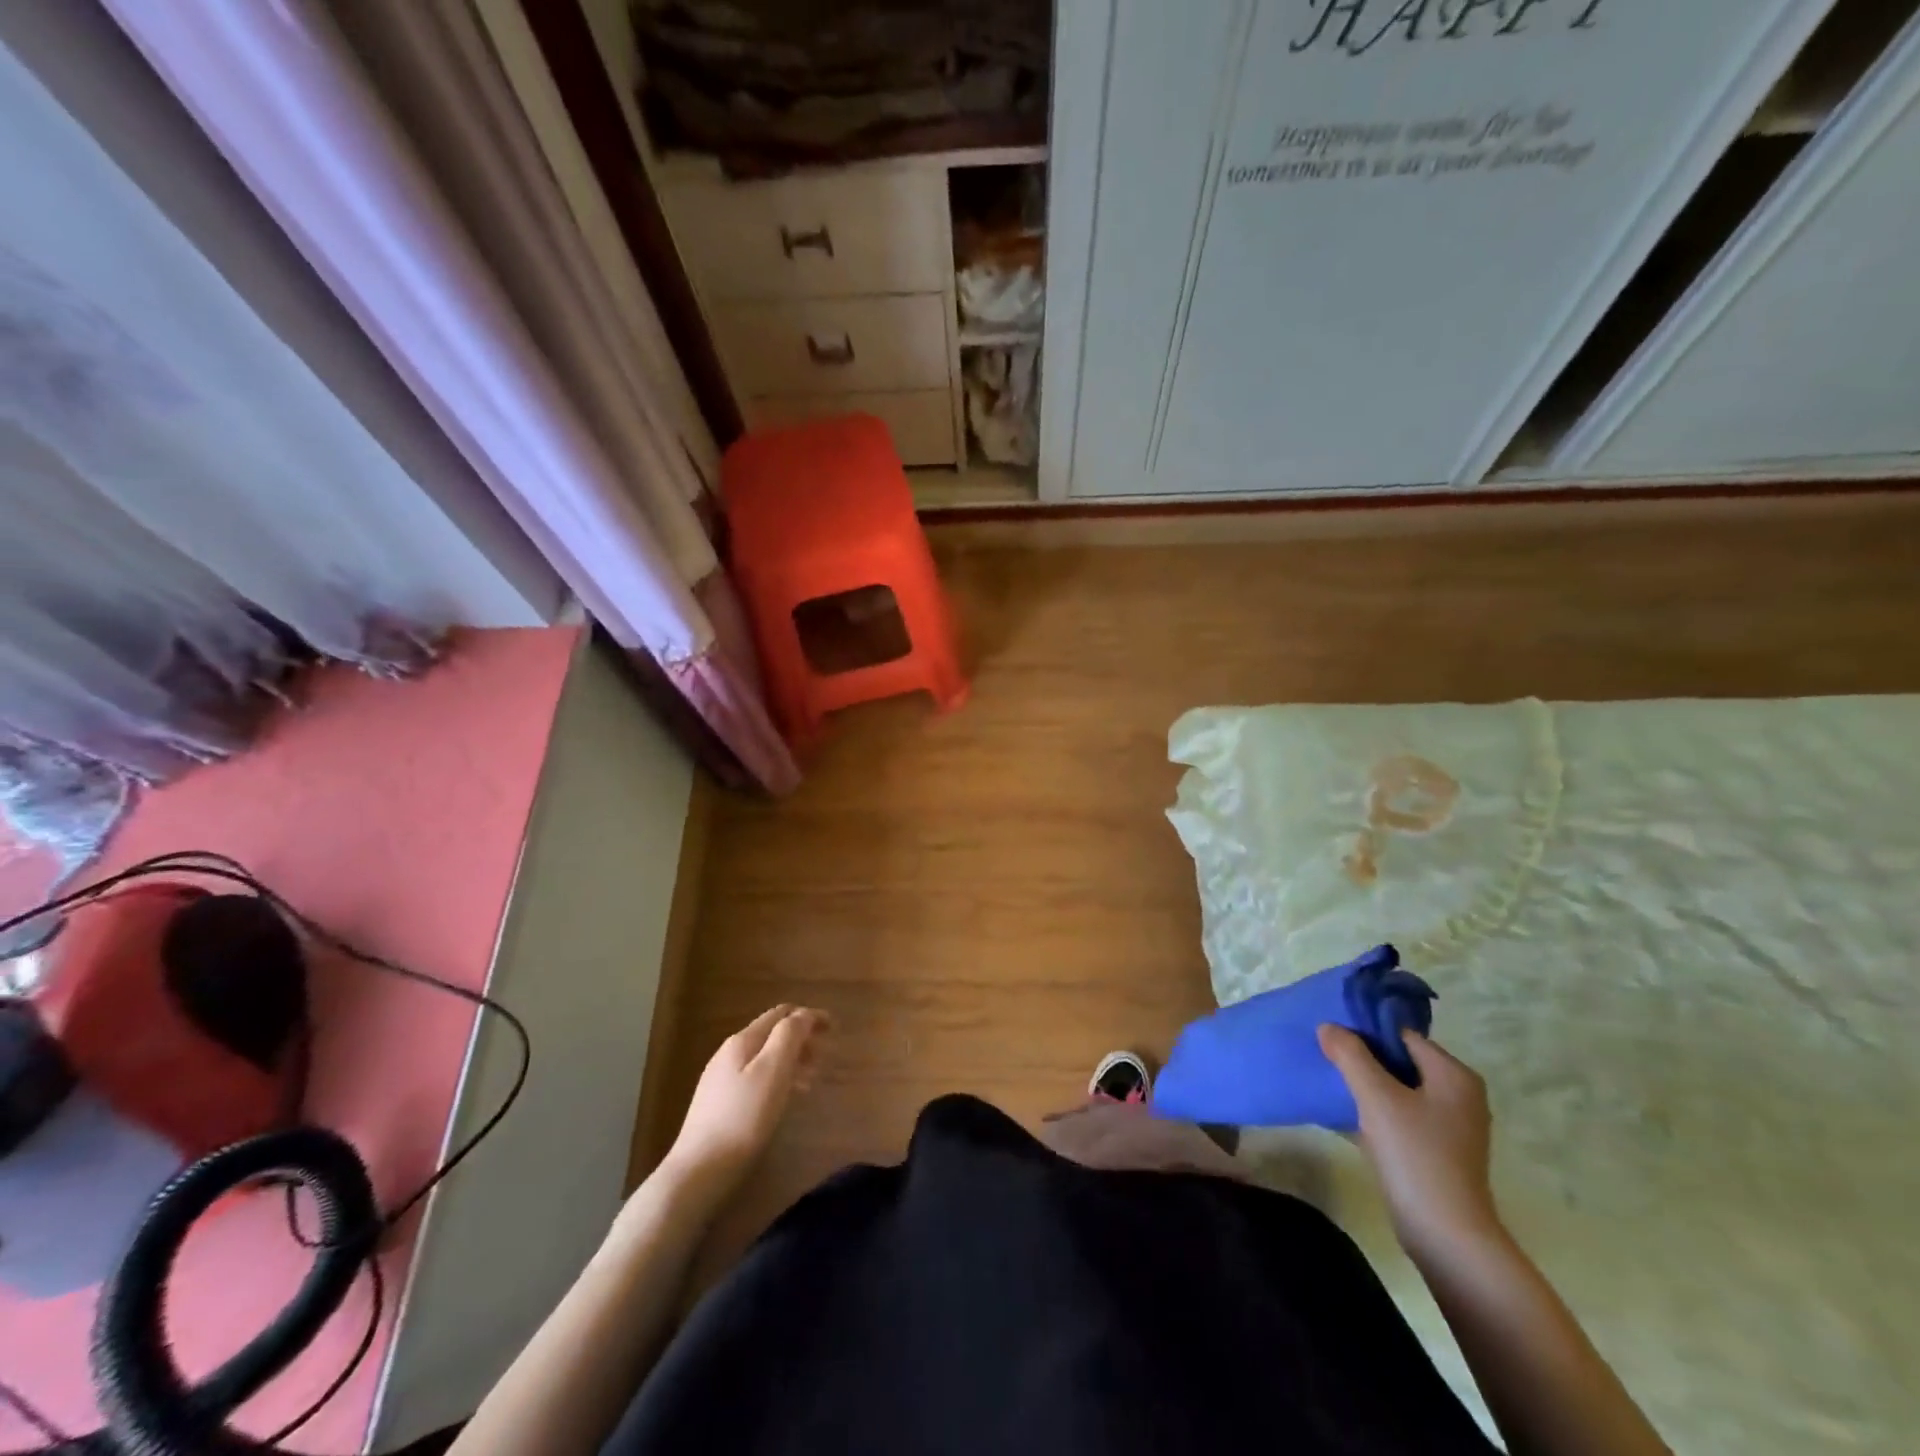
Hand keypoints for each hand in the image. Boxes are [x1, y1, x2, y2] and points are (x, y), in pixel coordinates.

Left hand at [666, 1005, 829, 1192]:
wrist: (699, 1170)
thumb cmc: (743, 1117)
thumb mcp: (773, 1071)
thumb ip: (789, 1036)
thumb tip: (803, 1014)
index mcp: (743, 1040)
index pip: (781, 1013)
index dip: (809, 1016)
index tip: (833, 1027)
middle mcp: (729, 1052)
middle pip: (772, 1033)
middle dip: (801, 1039)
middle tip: (824, 1059)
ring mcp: (721, 1078)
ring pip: (764, 1057)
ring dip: (791, 1061)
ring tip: (810, 1082)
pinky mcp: (718, 1103)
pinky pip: (756, 1077)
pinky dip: (777, 1078)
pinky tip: (783, 1099)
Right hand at [1318, 1024, 1501, 1260]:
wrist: (1446, 1235)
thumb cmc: (1415, 1155)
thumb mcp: (1375, 1096)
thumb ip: (1350, 1054)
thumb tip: (1328, 1027)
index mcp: (1454, 1075)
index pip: (1403, 1035)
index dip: (1365, 1031)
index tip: (1331, 1035)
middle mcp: (1460, 1095)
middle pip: (1401, 1060)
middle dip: (1363, 1057)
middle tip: (1326, 1055)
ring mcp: (1452, 1126)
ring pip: (1399, 1089)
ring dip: (1367, 1084)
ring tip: (1331, 1081)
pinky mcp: (1439, 1151)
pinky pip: (1402, 1114)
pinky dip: (1377, 1109)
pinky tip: (1347, 1114)